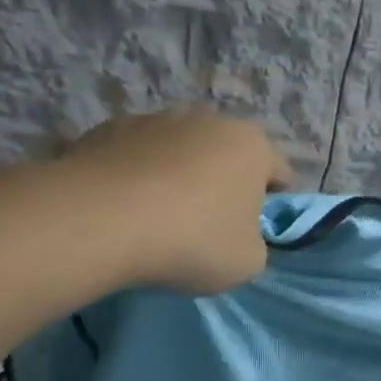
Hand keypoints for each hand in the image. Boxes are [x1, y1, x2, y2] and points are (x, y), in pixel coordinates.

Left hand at [53, 109, 293, 292]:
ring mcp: (155, 119)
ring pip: (179, 151)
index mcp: (253, 146)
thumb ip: (254, 243)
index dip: (275, 201)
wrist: (99, 221)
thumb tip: (236, 235)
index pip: (280, 172)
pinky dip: (136, 176)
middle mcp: (208, 120)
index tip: (259, 229)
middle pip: (227, 155)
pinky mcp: (106, 129)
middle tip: (210, 223)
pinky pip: (135, 157)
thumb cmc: (193, 239)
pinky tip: (124, 209)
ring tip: (159, 216)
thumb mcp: (248, 261)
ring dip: (178, 176)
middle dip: (223, 182)